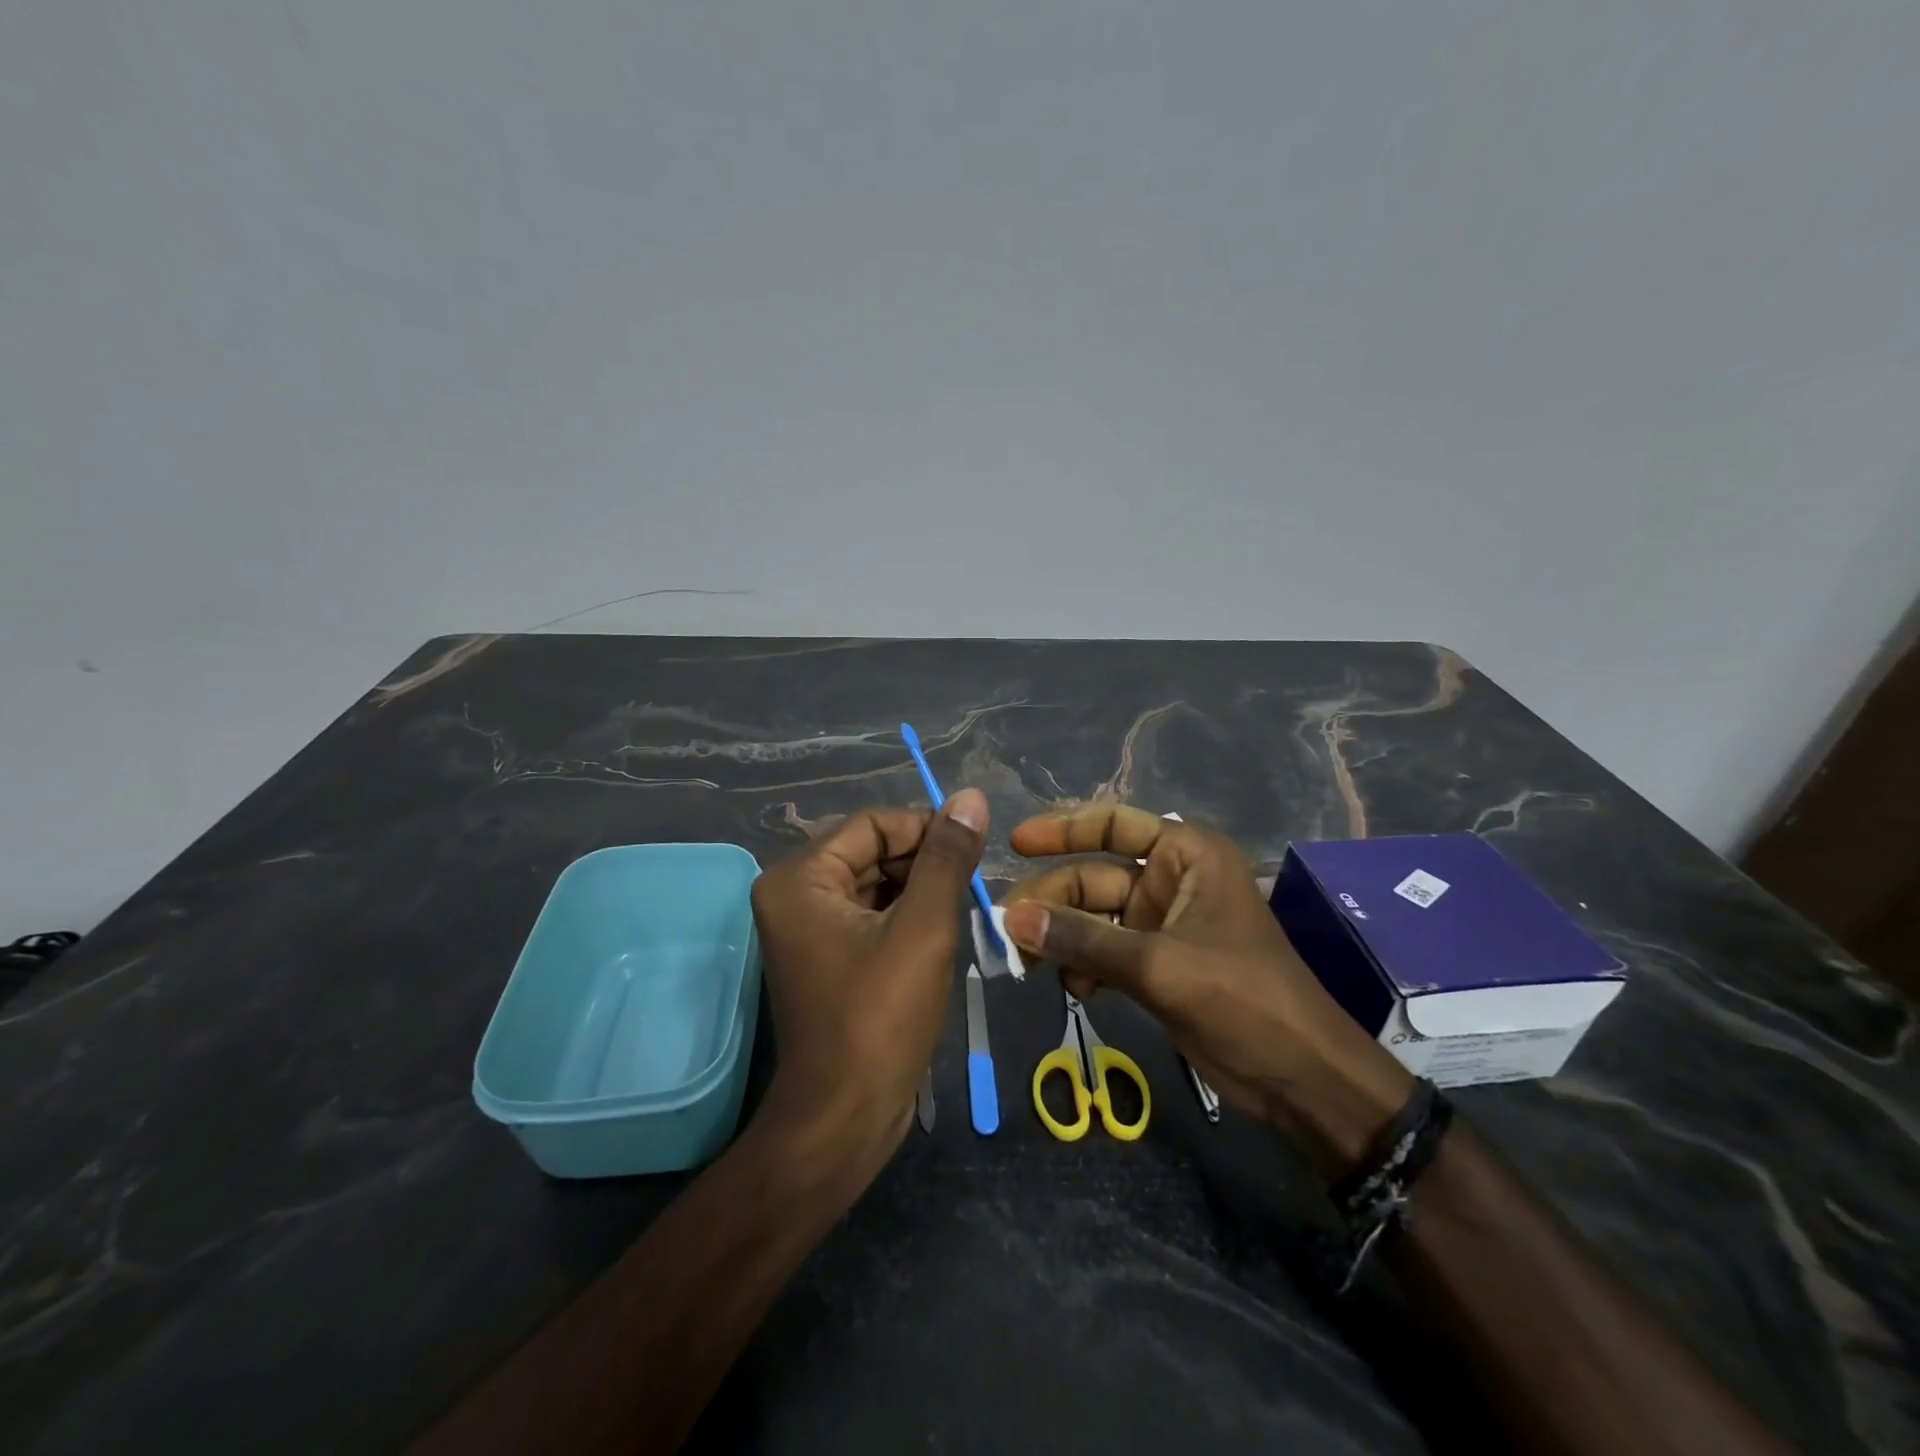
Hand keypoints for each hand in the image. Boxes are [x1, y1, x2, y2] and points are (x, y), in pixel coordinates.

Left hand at [748, 790, 987, 1180]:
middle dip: (923, 862)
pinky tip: (940, 933)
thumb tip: (970, 797)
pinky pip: (869, 915)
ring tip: (962, 908)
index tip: (972, 846)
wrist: (844, 1117)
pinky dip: (906, 916)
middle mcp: (793, 894)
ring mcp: (806, 928)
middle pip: (870, 851)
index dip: (924, 828)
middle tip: (972, 883)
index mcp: (799, 878)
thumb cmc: (880, 1018)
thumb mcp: (923, 928)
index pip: (872, 823)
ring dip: (920, 889)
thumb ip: (946, 857)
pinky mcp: (825, 956)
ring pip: (874, 883)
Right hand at [1000, 804, 1411, 1176]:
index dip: (1062, 828)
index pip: (1115, 824)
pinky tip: (1073, 988)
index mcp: (1187, 856)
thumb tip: (1011, 919)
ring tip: (1030, 965)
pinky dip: (1081, 965)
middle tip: (1008, 931)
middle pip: (1094, 876)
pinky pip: (1101, 951)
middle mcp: (1172, 881)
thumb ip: (1083, 940)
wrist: (1303, 1080)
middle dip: (1052, 901)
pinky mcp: (1155, 966)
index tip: (1016, 843)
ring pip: (1092, 918)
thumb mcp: (1160, 966)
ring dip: (1060, 938)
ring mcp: (1161, 925)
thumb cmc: (1244, 1001)